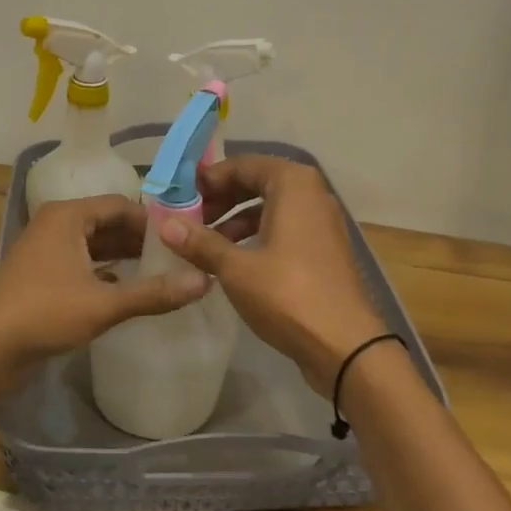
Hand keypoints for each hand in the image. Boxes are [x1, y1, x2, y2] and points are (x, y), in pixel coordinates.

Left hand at [0, 194, 209, 380]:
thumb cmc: (43, 313)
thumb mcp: (103, 304)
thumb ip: (153, 293)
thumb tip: (204, 281)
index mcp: (68, 217)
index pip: (121, 205)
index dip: (154, 220)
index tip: (185, 237)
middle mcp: (56, 226)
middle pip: (108, 224)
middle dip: (141, 241)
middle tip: (180, 258)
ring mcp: (46, 253)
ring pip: (95, 247)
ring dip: (124, 259)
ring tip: (163, 274)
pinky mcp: (41, 279)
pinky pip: (82, 266)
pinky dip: (105, 275)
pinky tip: (129, 293)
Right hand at [157, 156, 387, 394]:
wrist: (345, 345)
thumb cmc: (287, 295)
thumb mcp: (235, 268)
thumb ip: (200, 243)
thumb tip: (165, 224)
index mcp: (293, 185)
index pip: (244, 165)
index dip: (210, 178)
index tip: (181, 196)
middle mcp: (312, 195)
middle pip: (258, 183)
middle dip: (222, 199)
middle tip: (190, 219)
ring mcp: (322, 224)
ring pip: (271, 209)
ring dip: (236, 220)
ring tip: (205, 244)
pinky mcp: (323, 251)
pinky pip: (284, 230)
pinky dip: (257, 237)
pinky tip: (232, 262)